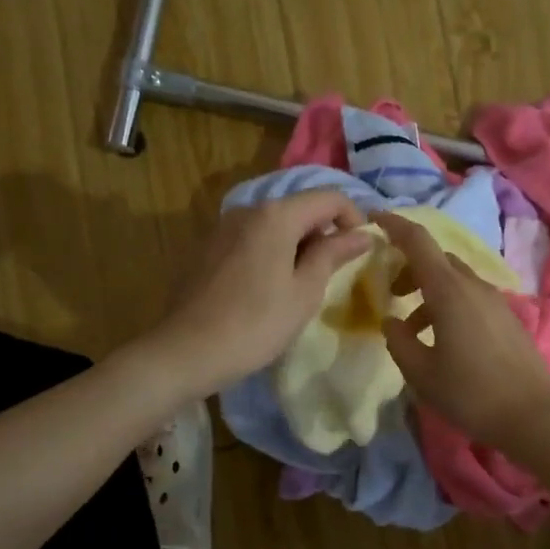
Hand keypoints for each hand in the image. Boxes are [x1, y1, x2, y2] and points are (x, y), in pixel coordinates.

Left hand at [149, 189, 371, 398]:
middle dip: (324, 233)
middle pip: (300, 207)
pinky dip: (272, 252)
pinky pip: (252, 238)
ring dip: (298, 244)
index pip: (329, 197)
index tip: (362, 250)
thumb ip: (333, 255)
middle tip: (333, 274)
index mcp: (276, 215)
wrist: (186, 351)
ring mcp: (223, 227)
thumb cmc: (256, 324)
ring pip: (275, 224)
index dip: (354, 218)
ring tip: (302, 285)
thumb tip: (361, 234)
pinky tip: (268, 288)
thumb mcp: (305, 292)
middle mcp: (248, 209)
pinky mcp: (208, 247)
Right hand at [375, 211, 549, 449]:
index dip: (394, 225)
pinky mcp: (507, 317)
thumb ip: (399, 341)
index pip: (417, 241)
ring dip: (428, 291)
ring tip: (412, 329)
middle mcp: (473, 286)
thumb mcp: (421, 372)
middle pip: (436, 258)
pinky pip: (470, 296)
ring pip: (454, 279)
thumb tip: (391, 320)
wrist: (533, 415)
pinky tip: (443, 339)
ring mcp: (495, 300)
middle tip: (391, 294)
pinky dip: (448, 304)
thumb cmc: (470, 393)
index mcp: (449, 291)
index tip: (372, 219)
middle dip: (409, 267)